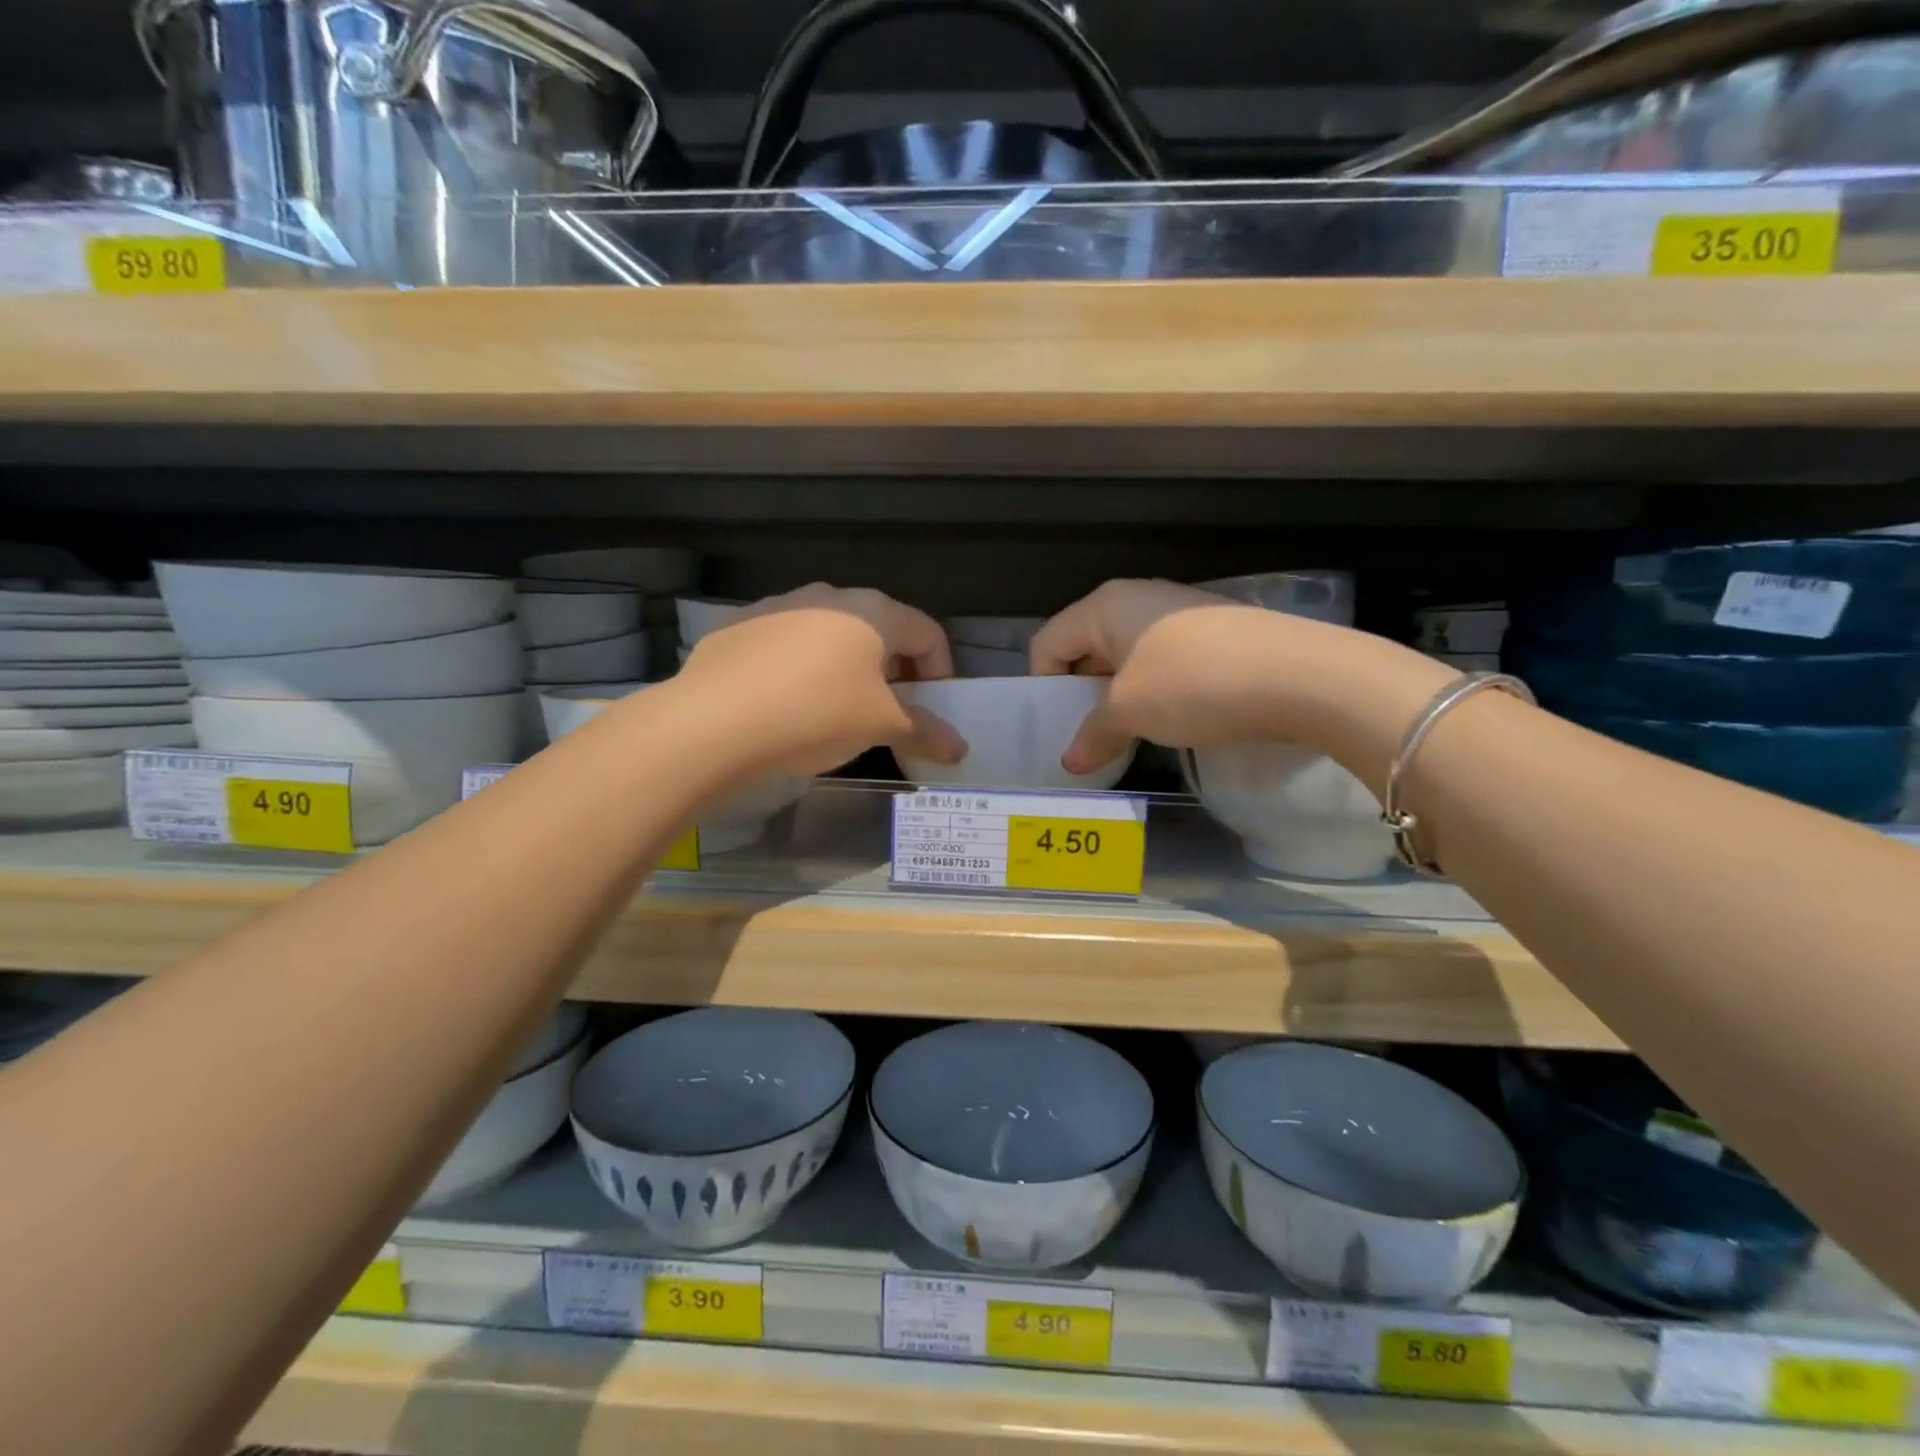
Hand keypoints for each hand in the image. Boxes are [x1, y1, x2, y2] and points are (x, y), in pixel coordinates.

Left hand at [680, 584, 963, 773]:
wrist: (714, 721)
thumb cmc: (817, 714)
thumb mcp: (880, 727)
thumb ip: (925, 732)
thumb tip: (959, 750)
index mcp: (874, 611)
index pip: (928, 633)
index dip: (941, 672)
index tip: (933, 710)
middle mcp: (830, 596)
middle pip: (881, 630)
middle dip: (894, 670)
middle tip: (889, 711)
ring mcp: (781, 605)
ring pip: (832, 634)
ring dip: (848, 667)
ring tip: (836, 709)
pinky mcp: (741, 625)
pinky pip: (788, 644)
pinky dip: (802, 668)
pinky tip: (787, 704)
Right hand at [1032, 579, 1389, 773]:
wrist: (1299, 674)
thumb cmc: (1191, 684)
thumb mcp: (1130, 712)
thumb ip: (1092, 734)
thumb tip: (1071, 762)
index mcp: (1104, 606)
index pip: (1047, 643)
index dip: (1045, 687)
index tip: (1062, 728)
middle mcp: (1136, 598)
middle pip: (1084, 647)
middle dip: (1081, 694)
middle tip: (1091, 736)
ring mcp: (1177, 612)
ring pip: (1124, 657)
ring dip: (1118, 696)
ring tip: (1131, 732)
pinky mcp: (1211, 631)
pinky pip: (1160, 660)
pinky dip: (1152, 690)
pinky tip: (1172, 717)